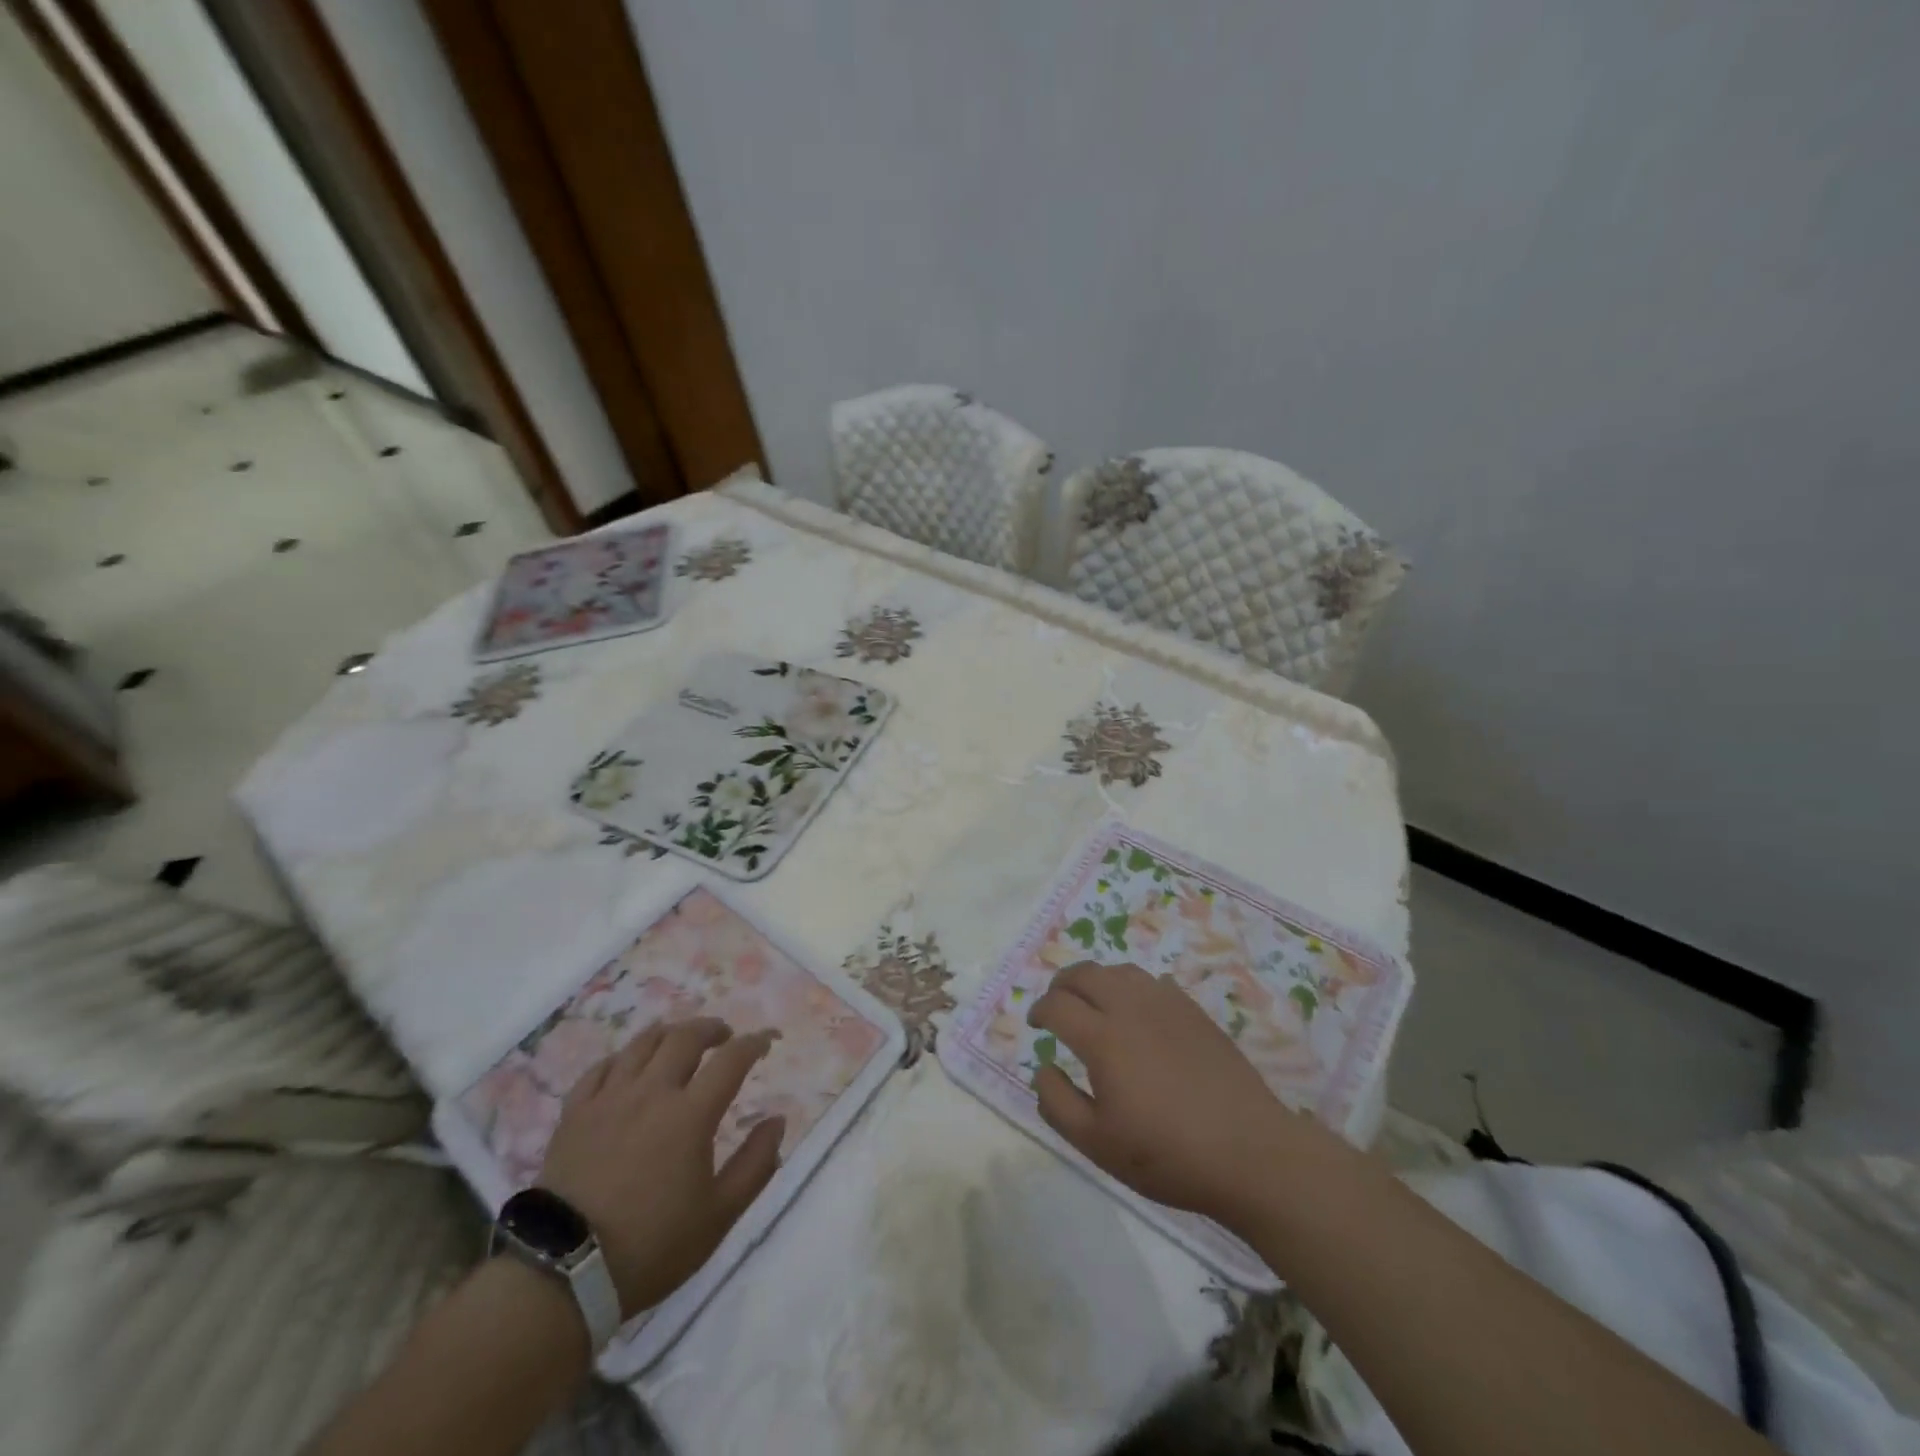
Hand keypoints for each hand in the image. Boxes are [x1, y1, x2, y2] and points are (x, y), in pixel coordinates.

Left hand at [538, 1018, 783, 1318]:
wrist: (564, 1275)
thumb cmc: (652, 1245)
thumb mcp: (719, 1215)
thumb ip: (755, 1164)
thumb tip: (777, 1121)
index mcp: (691, 1113)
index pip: (731, 1059)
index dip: (754, 1042)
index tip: (767, 1040)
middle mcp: (652, 1092)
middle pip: (685, 1037)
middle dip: (711, 1028)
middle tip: (723, 1036)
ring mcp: (609, 1099)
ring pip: (642, 1044)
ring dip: (669, 1033)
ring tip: (679, 1040)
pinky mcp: (574, 1114)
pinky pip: (599, 1068)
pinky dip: (621, 1058)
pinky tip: (626, 1066)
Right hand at [1027, 962, 1340, 1227]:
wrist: (1249, 1152)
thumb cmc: (1167, 1154)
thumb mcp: (1097, 1144)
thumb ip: (1058, 1103)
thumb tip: (1042, 1067)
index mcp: (1103, 1038)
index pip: (1057, 1005)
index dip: (1039, 1010)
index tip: (1035, 1024)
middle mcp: (1131, 1008)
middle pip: (1085, 973)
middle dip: (1062, 983)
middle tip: (1055, 1003)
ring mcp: (1167, 1004)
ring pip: (1120, 971)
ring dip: (1096, 980)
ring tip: (1092, 1003)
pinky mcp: (1194, 1011)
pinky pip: (1152, 981)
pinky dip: (1131, 986)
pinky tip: (1136, 1011)